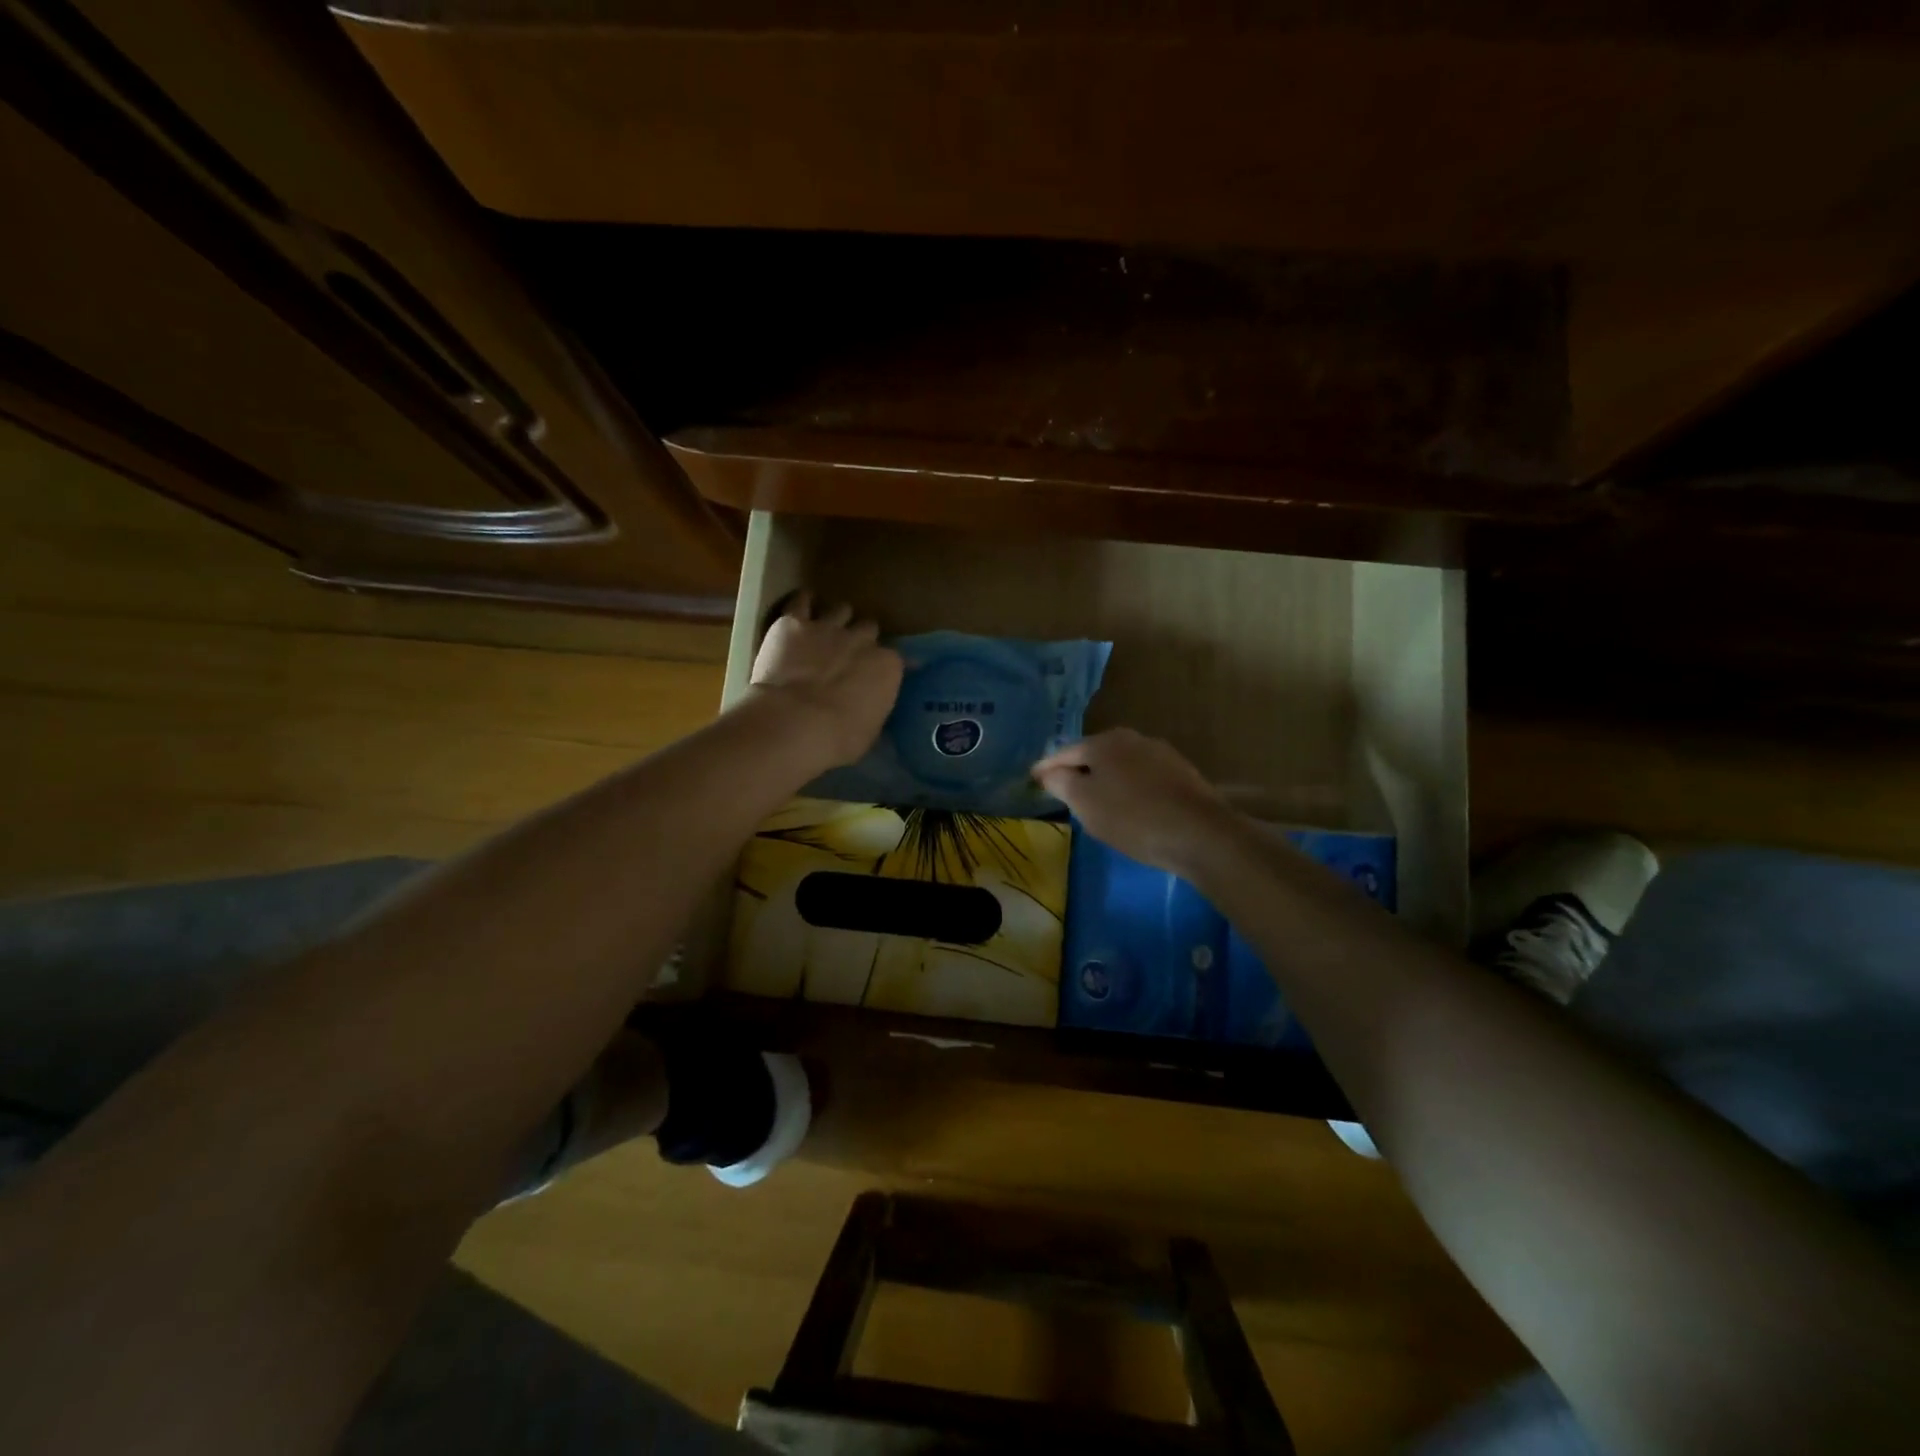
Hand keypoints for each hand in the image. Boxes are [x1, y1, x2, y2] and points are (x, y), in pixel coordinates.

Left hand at [746, 591, 902, 767]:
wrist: (795, 723)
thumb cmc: (840, 738)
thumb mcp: (870, 730)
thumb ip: (874, 708)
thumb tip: (871, 706)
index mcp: (887, 666)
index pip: (894, 659)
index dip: (883, 666)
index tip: (876, 675)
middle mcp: (862, 640)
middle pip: (868, 628)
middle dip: (861, 638)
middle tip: (849, 652)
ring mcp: (828, 628)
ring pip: (840, 610)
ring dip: (836, 619)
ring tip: (826, 628)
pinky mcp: (794, 623)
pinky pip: (801, 602)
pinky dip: (803, 602)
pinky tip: (802, 605)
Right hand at [1032, 728, 1240, 873]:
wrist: (1200, 834)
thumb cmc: (1132, 817)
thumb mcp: (1085, 802)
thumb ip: (1061, 783)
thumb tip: (1047, 771)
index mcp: (1104, 741)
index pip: (1064, 752)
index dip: (1046, 767)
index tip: (1032, 779)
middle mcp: (1132, 738)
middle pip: (1094, 754)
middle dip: (1077, 770)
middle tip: (1062, 790)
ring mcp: (1160, 754)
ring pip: (1120, 765)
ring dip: (1104, 779)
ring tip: (1094, 801)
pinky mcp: (1181, 774)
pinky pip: (1142, 778)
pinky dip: (1128, 788)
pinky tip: (1129, 807)